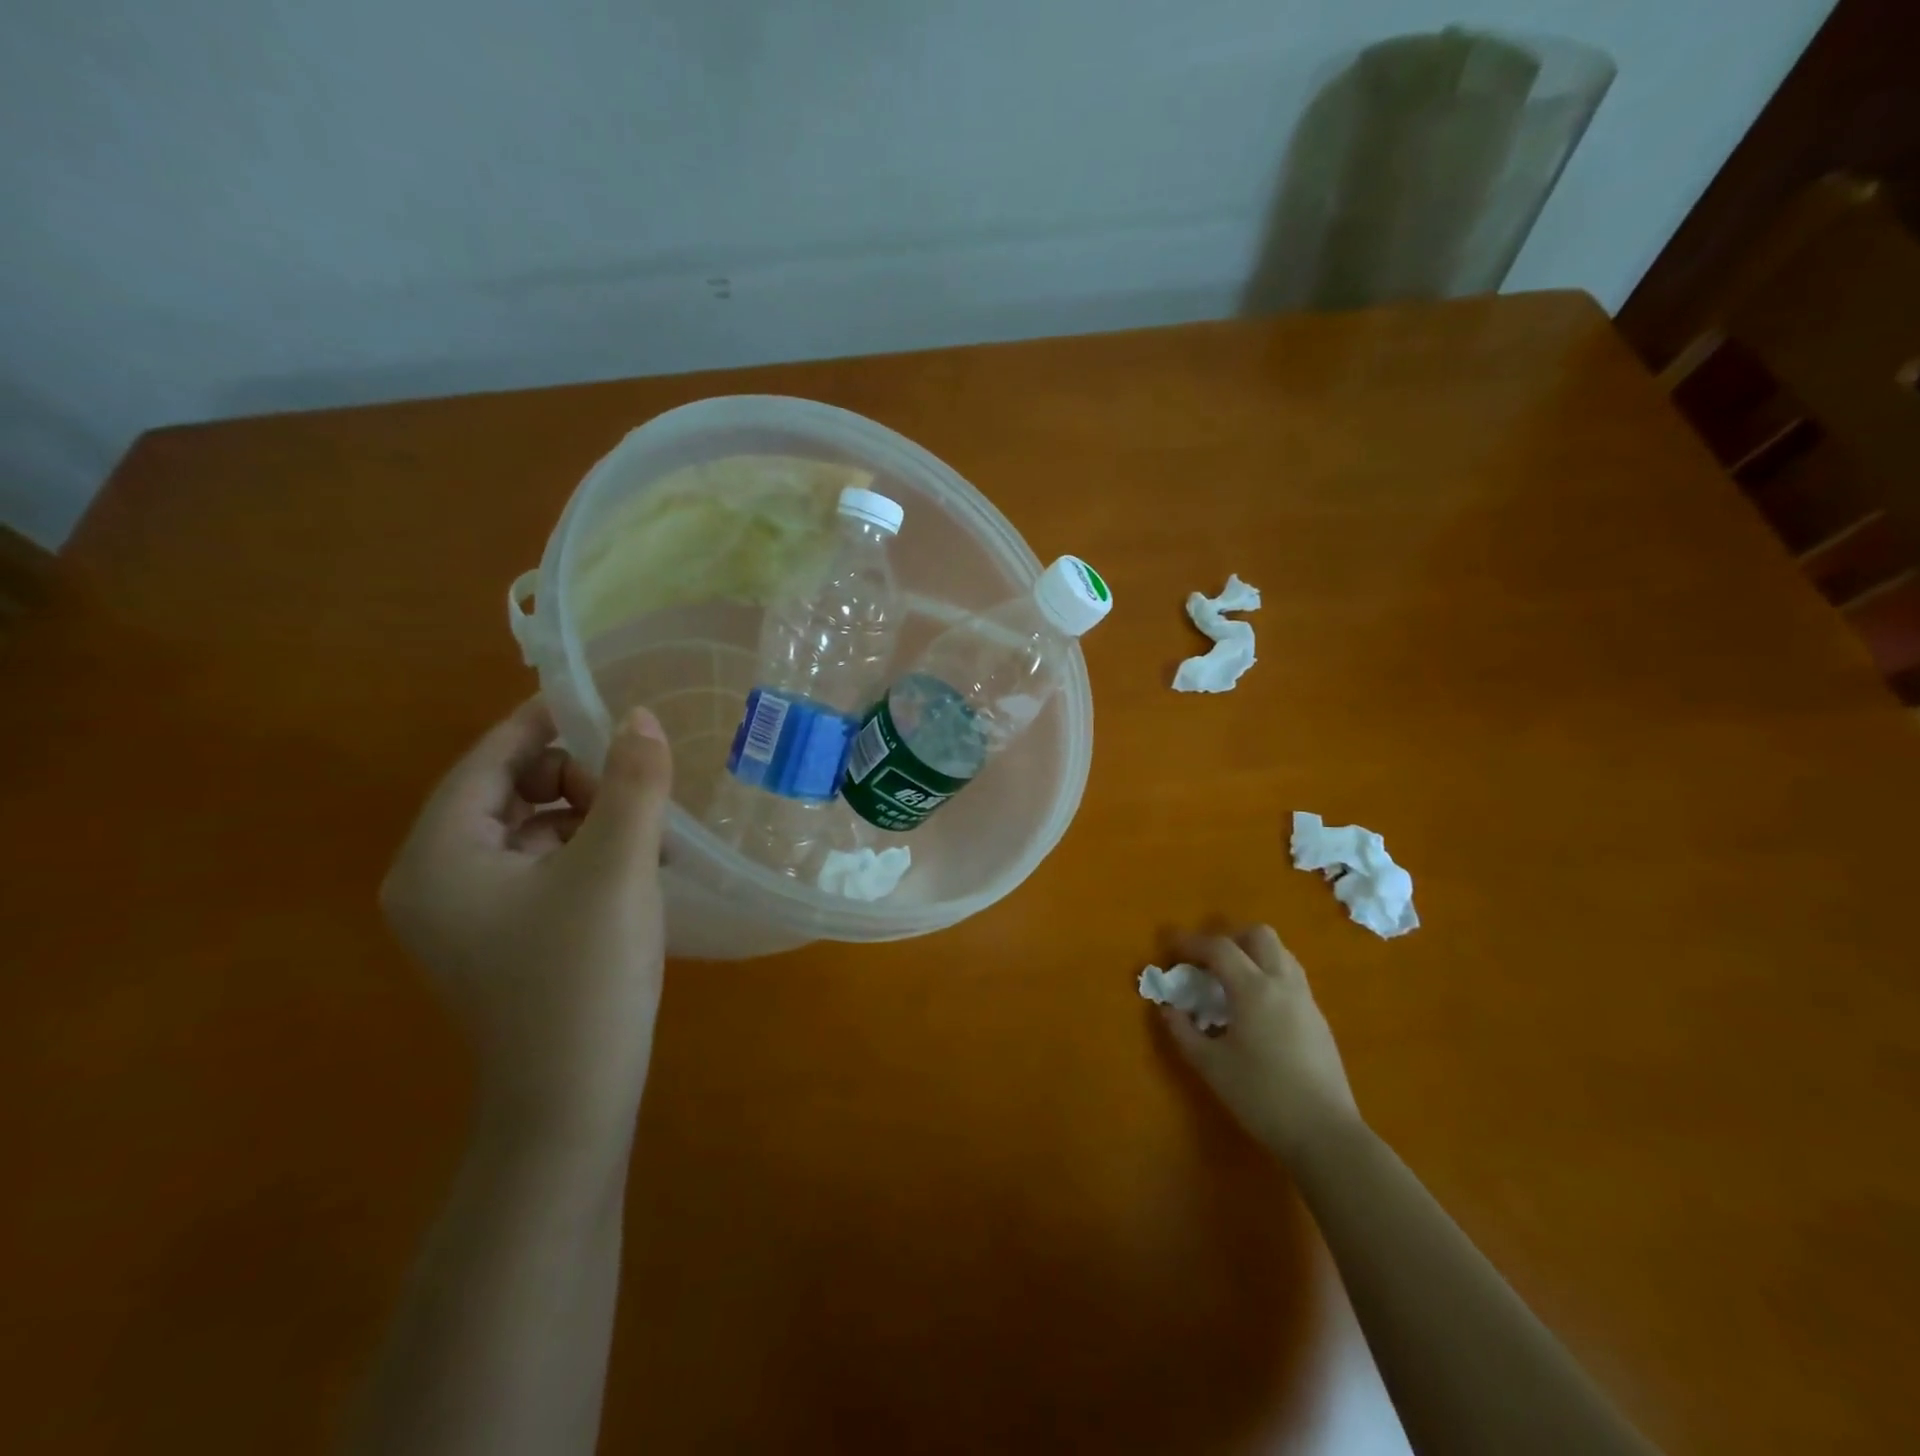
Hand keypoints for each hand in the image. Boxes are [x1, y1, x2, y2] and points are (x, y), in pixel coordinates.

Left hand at [381, 699, 674, 1139]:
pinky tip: (635, 865)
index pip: (487, 761)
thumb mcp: (616, 867)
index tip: (597, 696)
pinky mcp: (502, 940)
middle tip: (635, 783)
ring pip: (530, 832)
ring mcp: (468, 915)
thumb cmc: (584, 976)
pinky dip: (584, 853)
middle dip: (574, 777)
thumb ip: (632, 783)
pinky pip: (541, 869)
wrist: (573, 1101)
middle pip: (507, 793)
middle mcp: (437, 881)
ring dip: (587, 816)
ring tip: (646, 827)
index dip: (541, 722)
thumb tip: (641, 718)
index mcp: (439, 857)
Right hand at [1157, 926, 1361, 1160]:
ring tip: (1230, 982)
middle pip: (1259, 936)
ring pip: (1280, 954)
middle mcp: (1283, 984)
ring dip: (1252, 955)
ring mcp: (1306, 1001)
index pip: (1220, 948)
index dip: (1191, 943)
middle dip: (1229, 939)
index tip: (1170, 950)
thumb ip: (1183, 1031)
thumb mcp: (1211, 1065)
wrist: (1325, 1134)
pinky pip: (1291, 978)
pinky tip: (1255, 1010)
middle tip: (1207, 962)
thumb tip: (1168, 1009)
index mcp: (1254, 989)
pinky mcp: (1319, 1020)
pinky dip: (1268, 976)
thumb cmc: (1261, 1096)